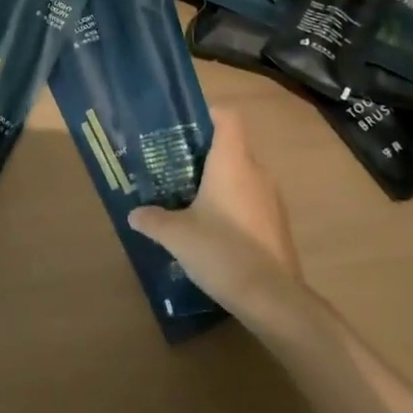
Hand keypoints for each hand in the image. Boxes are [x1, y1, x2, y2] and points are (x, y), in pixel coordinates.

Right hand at [127, 109, 303, 310]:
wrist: (272, 299)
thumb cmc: (221, 250)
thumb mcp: (176, 235)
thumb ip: (153, 219)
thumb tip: (134, 214)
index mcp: (232, 161)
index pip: (227, 117)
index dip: (208, 114)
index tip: (185, 126)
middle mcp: (257, 172)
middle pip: (233, 147)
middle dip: (206, 154)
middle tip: (177, 167)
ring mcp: (272, 199)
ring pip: (243, 176)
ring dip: (221, 182)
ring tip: (192, 199)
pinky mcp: (278, 225)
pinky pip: (253, 202)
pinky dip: (235, 207)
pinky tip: (215, 230)